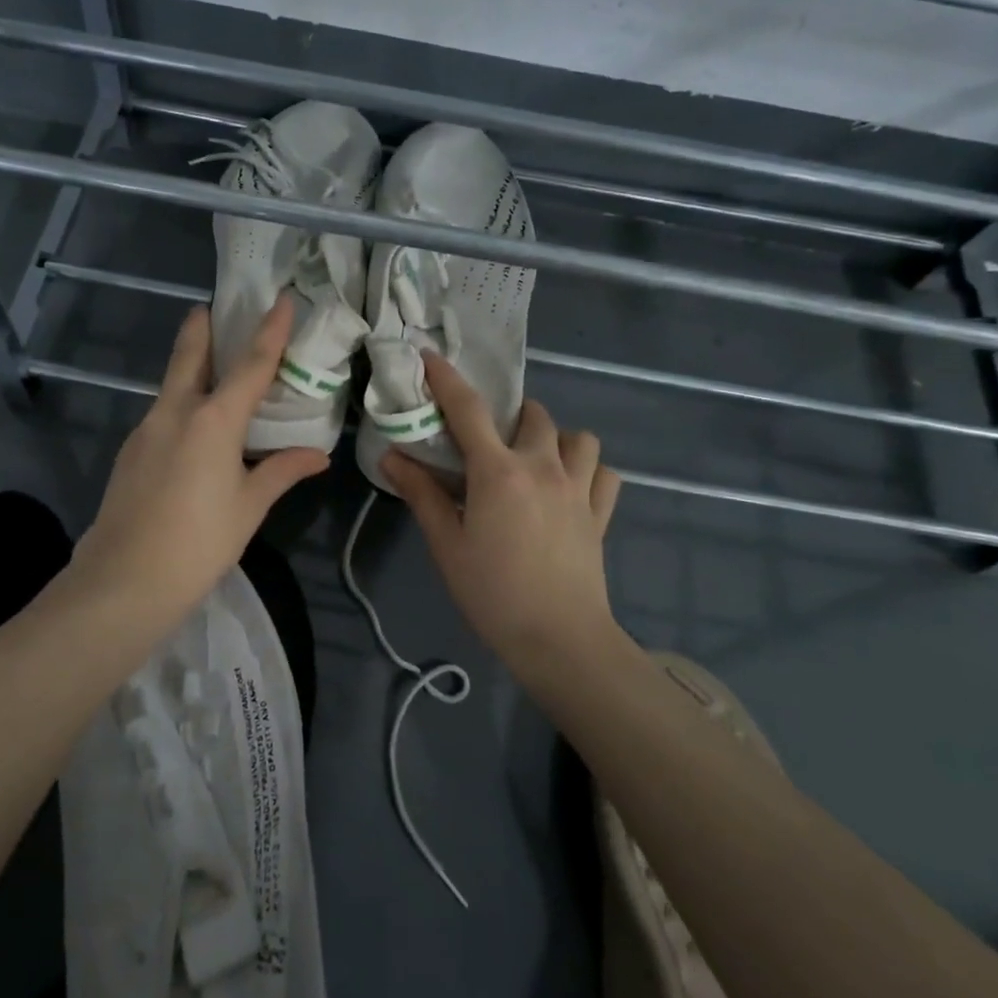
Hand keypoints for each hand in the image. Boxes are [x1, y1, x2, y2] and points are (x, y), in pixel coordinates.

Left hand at [67, 294, 328, 638]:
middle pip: (190, 355)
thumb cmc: (199, 543)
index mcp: (213, 420)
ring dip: (191, 368)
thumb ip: (282, 472)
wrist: (123, 581)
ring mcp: (145, 430)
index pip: (250, 364)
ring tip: (214, 371)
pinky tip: (193, 429)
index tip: (280, 298)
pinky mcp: (130, 452)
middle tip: (215, 309)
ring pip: (171, 385)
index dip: (269, 330)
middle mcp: (175, 412)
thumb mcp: (249, 507)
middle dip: (203, 327)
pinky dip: (181, 405)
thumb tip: (318, 455)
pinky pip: (162, 414)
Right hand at [382, 354, 622, 666]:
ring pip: (579, 437)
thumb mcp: (446, 545)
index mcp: (499, 471)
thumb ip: (421, 494)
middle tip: (490, 442)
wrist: (560, 640)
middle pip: (533, 415)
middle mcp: (543, 466)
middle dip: (510, 416)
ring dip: (556, 438)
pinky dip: (589, 470)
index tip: (430, 358)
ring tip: (536, 460)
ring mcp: (580, 488)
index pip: (469, 410)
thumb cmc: (493, 593)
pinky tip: (571, 488)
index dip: (446, 379)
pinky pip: (605, 473)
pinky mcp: (601, 513)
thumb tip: (391, 456)